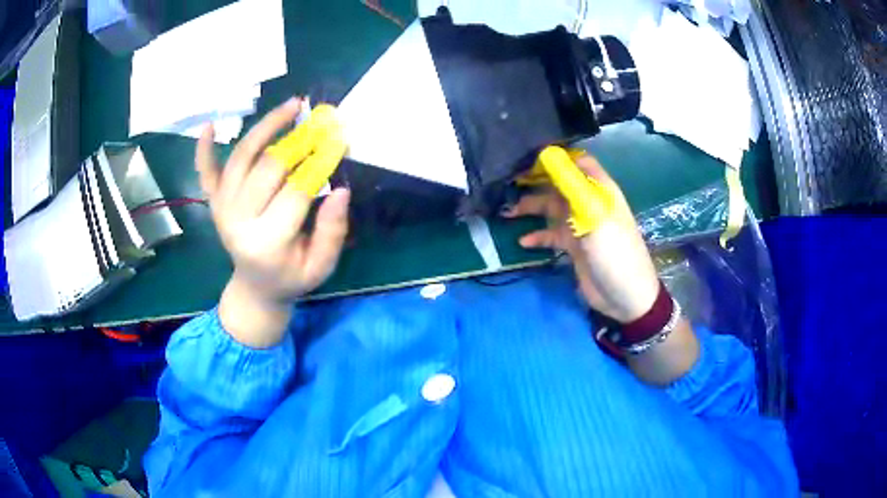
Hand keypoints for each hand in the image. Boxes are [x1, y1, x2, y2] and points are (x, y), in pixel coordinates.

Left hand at [197, 97, 349, 346]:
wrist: (255, 288)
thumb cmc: (291, 277)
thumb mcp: (321, 267)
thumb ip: (332, 232)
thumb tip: (341, 191)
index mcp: (266, 243)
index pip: (295, 193)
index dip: (319, 163)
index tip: (340, 140)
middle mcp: (238, 221)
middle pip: (267, 168)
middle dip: (299, 140)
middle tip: (322, 122)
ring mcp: (222, 209)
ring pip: (242, 158)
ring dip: (266, 127)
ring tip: (292, 106)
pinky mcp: (213, 202)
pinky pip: (206, 172)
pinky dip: (204, 149)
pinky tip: (210, 125)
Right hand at [504, 153, 658, 323]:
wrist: (625, 297)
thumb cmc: (614, 252)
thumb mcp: (594, 215)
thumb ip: (572, 185)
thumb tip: (549, 153)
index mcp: (599, 189)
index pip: (576, 162)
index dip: (554, 158)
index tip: (526, 158)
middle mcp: (588, 201)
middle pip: (558, 184)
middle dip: (534, 182)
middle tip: (506, 184)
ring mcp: (580, 224)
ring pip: (551, 208)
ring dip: (531, 209)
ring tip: (507, 213)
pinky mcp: (574, 245)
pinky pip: (551, 234)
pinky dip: (537, 235)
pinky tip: (522, 242)